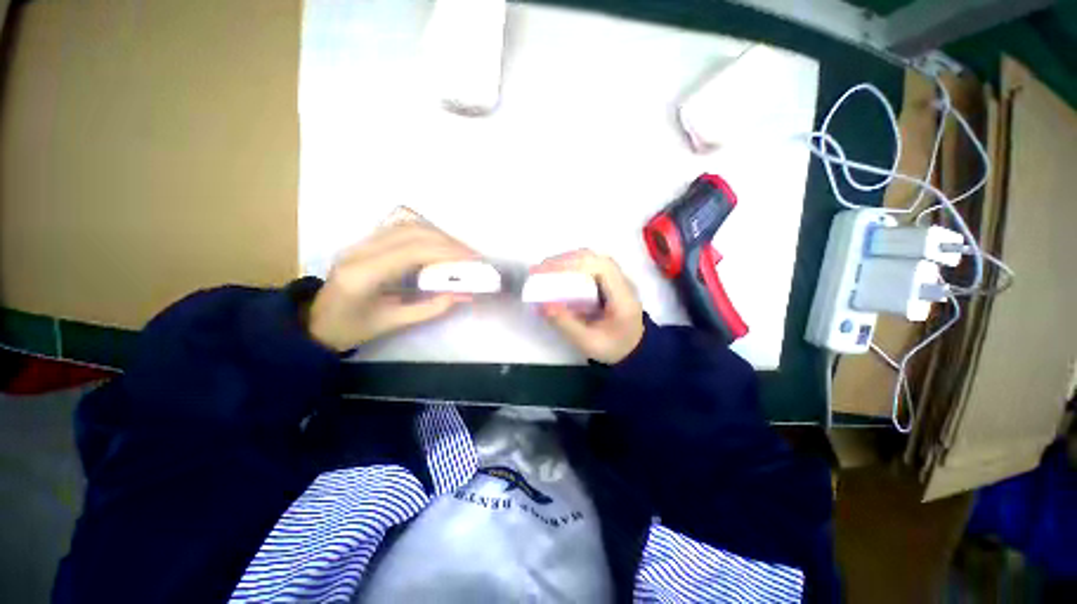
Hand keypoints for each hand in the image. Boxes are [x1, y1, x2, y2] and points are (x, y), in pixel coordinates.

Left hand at [307, 223, 476, 350]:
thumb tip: (462, 294)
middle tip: (472, 255)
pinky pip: (400, 229)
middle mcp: (360, 250)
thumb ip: (430, 308)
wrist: (315, 323)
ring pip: (406, 225)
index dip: (447, 252)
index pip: (413, 251)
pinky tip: (440, 245)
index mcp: (364, 274)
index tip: (473, 259)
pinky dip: (426, 234)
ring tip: (460, 250)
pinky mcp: (365, 242)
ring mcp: (360, 242)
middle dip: (448, 242)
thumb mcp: (393, 323)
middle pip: (412, 232)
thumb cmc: (352, 328)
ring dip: (438, 235)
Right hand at [533, 250, 643, 363]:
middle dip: (563, 261)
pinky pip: (588, 265)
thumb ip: (566, 324)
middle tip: (538, 271)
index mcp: (623, 296)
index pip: (600, 267)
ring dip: (565, 262)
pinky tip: (555, 276)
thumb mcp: (588, 342)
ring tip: (543, 272)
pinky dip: (569, 267)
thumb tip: (541, 304)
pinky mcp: (609, 280)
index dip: (571, 264)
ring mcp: (616, 278)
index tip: (545, 272)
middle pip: (592, 258)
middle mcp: (622, 281)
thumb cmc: (614, 347)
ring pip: (589, 258)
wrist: (634, 348)